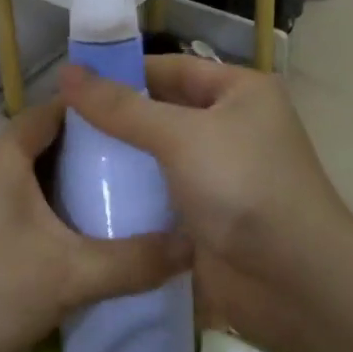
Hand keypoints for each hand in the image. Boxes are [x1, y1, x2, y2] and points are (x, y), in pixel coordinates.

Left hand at [0, 100, 184, 351]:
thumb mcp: (69, 276)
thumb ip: (134, 261)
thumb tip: (194, 246)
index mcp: (1, 153)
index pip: (56, 111)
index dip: (98, 115)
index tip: (138, 130)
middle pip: (39, 145)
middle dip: (83, 159)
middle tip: (132, 178)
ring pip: (18, 178)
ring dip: (55, 191)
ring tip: (102, 211)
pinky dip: (31, 212)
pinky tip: (54, 246)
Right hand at [60, 56, 351, 351]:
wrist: (293, 282)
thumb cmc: (242, 187)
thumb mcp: (179, 135)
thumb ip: (120, 107)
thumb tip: (66, 72)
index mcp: (239, 92)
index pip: (169, 69)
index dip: (120, 73)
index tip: (69, 85)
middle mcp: (231, 126)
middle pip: (160, 111)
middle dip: (114, 118)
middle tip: (59, 124)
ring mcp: (219, 174)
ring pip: (156, 155)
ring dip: (118, 158)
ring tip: (62, 157)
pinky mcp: (206, 214)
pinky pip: (159, 193)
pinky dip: (130, 193)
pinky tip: (86, 194)